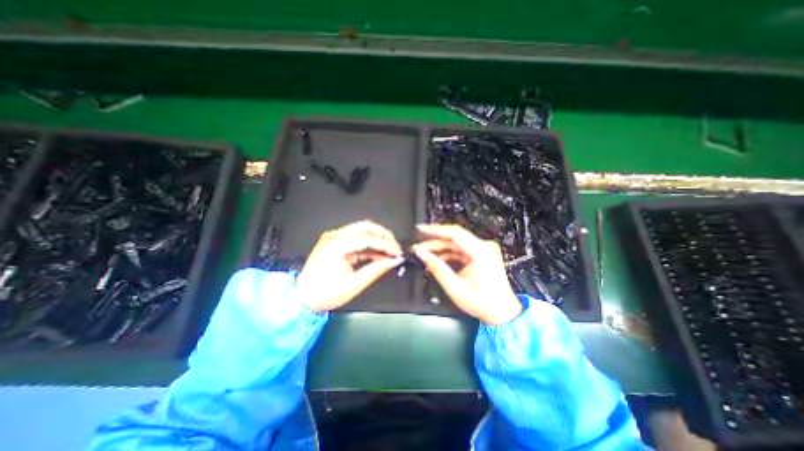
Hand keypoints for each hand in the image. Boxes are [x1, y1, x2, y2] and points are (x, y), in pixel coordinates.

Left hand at [294, 220, 404, 311]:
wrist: (301, 298)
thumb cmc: (325, 294)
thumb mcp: (354, 284)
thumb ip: (376, 269)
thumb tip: (394, 261)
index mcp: (336, 245)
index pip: (368, 238)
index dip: (386, 244)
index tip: (398, 252)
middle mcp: (334, 236)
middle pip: (365, 227)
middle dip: (383, 236)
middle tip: (395, 247)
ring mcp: (334, 237)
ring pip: (362, 230)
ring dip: (377, 239)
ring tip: (390, 251)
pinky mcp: (335, 242)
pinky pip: (357, 238)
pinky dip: (369, 245)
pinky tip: (378, 253)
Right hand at [415, 223, 520, 323]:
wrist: (502, 313)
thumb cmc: (482, 302)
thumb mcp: (455, 287)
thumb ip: (437, 268)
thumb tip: (421, 254)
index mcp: (481, 251)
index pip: (455, 233)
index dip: (435, 230)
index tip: (420, 229)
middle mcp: (484, 246)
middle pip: (454, 237)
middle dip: (434, 241)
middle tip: (418, 247)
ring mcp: (483, 250)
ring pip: (456, 243)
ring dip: (439, 248)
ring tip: (424, 254)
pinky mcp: (481, 254)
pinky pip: (460, 250)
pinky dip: (448, 254)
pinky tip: (436, 260)